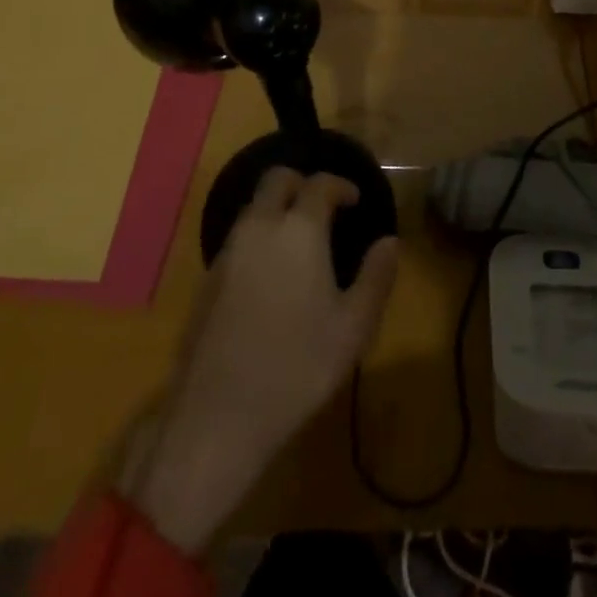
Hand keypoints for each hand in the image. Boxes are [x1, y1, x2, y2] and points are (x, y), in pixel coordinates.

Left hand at [122, 170, 398, 553]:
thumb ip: (376, 277)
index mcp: (298, 230)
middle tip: (323, 207)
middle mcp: (259, 228)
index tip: (355, 200)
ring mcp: (227, 252)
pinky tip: (272, 273)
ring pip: (253, 207)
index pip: (320, 184)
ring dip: (277, 208)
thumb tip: (390, 242)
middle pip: (276, 180)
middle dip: (302, 183)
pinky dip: (258, 236)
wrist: (217, 417)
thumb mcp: (353, 328)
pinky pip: (238, 237)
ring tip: (300, 240)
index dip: (341, 185)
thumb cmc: (297, 367)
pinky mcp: (207, 279)